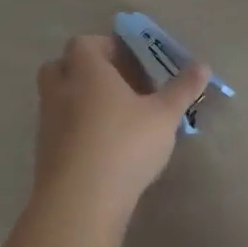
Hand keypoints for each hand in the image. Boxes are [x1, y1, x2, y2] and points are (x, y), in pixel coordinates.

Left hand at [33, 35, 209, 215]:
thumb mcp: (164, 115)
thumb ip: (182, 89)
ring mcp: (47, 123)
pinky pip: (59, 128)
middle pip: (62, 66)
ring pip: (59, 98)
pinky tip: (104, 147)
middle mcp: (60, 90)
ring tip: (117, 118)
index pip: (84, 43)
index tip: (133, 62)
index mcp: (86, 71)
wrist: (80, 204)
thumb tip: (203, 66)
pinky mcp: (44, 154)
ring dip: (82, 101)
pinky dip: (77, 129)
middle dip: (87, 71)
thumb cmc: (124, 144)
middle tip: (119, 85)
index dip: (107, 47)